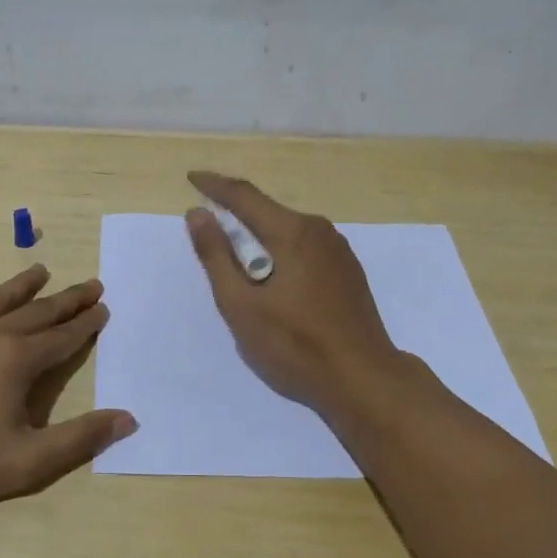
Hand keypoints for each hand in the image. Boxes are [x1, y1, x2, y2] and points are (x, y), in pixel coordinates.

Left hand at [0, 265, 135, 512]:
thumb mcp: (29, 463)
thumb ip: (80, 439)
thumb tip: (127, 418)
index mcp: (17, 360)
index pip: (62, 337)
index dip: (86, 324)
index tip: (104, 308)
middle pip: (37, 311)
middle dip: (67, 299)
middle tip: (91, 285)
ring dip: (21, 285)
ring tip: (41, 270)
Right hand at [185, 171, 404, 417]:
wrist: (364, 379)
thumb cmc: (295, 345)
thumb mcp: (241, 304)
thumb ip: (216, 256)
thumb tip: (198, 213)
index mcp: (292, 232)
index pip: (244, 195)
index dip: (214, 185)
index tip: (192, 178)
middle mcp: (318, 230)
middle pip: (268, 210)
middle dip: (236, 212)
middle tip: (208, 224)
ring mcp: (338, 250)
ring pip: (288, 229)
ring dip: (259, 234)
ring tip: (236, 256)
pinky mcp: (348, 270)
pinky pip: (305, 246)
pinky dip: (280, 249)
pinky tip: (273, 277)